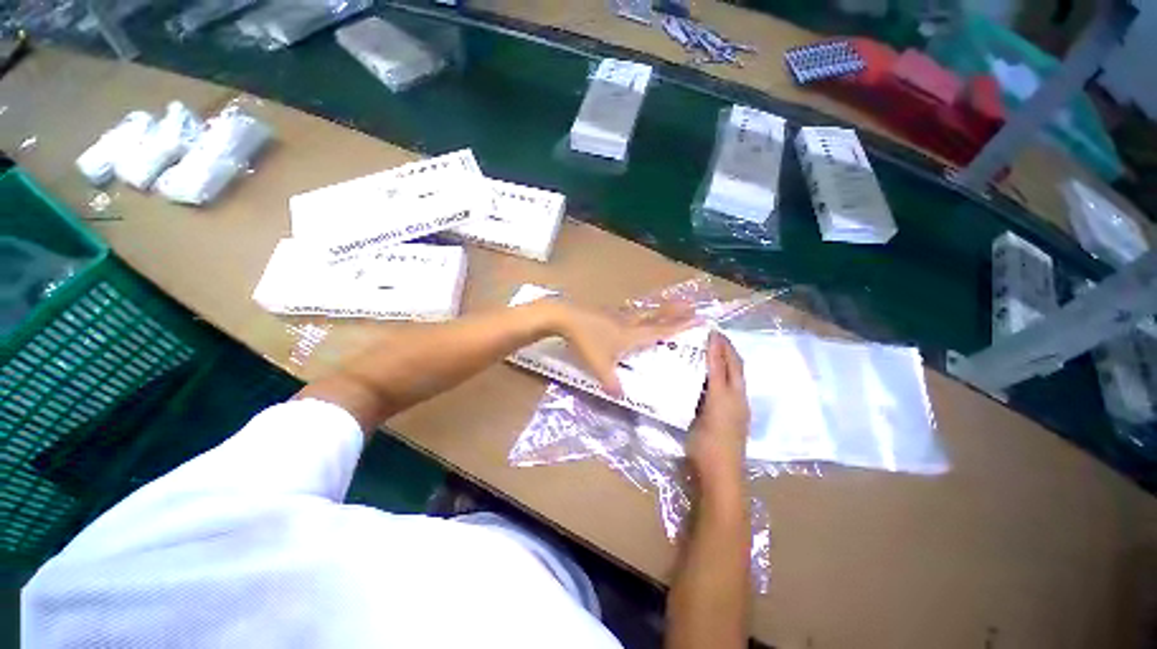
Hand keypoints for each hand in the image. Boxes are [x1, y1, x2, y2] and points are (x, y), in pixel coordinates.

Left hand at [553, 300, 695, 396]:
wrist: (564, 316)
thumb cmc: (585, 341)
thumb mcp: (599, 365)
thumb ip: (611, 382)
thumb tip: (621, 397)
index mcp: (633, 335)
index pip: (663, 331)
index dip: (682, 326)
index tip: (700, 319)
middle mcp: (630, 322)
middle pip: (657, 316)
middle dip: (676, 312)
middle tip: (692, 306)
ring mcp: (618, 314)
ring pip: (645, 312)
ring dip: (660, 310)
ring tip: (671, 306)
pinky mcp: (606, 311)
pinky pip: (630, 312)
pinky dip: (640, 312)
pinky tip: (634, 313)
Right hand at [687, 331, 749, 490]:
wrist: (722, 476)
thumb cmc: (707, 448)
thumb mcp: (702, 417)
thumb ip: (705, 391)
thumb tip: (706, 369)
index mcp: (728, 395)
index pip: (725, 363)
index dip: (718, 346)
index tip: (710, 329)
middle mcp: (737, 399)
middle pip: (736, 368)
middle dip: (728, 350)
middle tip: (715, 337)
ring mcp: (739, 411)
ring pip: (736, 379)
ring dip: (728, 363)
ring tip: (715, 353)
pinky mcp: (736, 422)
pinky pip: (733, 391)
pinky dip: (726, 378)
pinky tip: (715, 382)